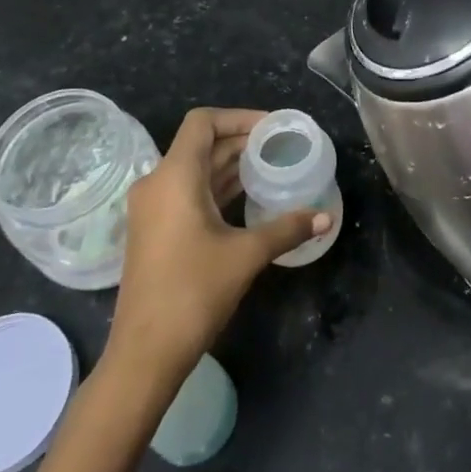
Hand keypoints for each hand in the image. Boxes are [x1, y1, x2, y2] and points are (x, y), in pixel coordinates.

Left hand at [106, 108, 331, 383]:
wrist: (144, 355)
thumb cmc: (193, 292)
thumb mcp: (246, 255)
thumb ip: (287, 229)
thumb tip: (326, 218)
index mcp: (175, 176)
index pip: (203, 121)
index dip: (239, 117)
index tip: (272, 128)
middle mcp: (157, 183)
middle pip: (201, 144)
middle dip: (241, 141)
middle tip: (280, 146)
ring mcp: (151, 209)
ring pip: (194, 169)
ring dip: (229, 165)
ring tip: (270, 168)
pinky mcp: (153, 230)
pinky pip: (187, 192)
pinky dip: (216, 187)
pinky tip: (246, 198)